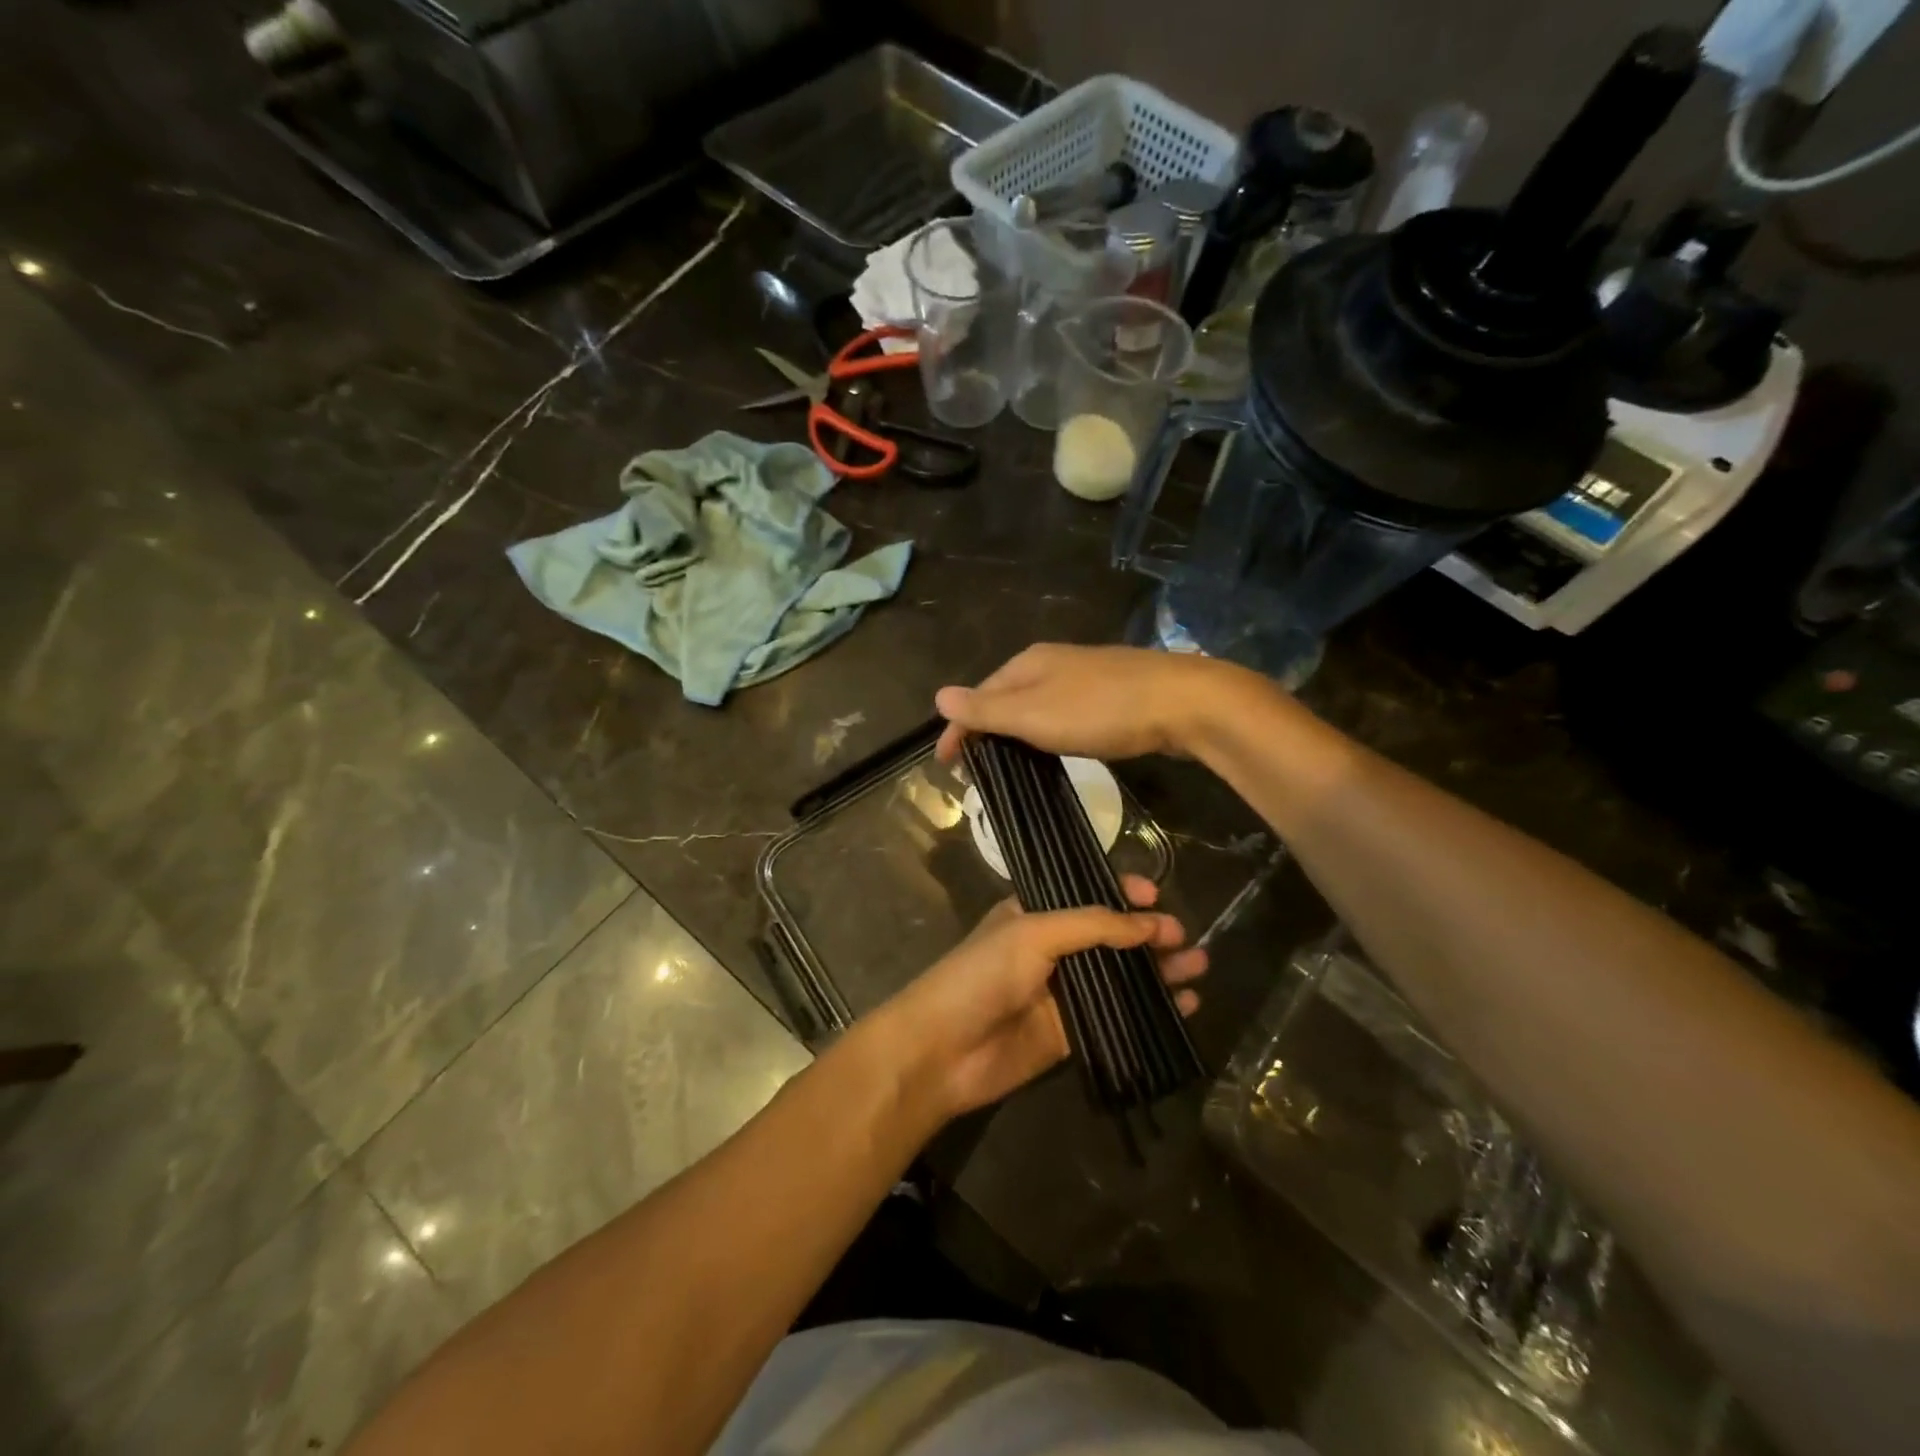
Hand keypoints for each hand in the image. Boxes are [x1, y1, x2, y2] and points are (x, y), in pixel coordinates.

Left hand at [869, 875, 1206, 1120]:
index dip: (1122, 893)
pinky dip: (1150, 1012)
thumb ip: (1093, 926)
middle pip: (1111, 937)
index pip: (1086, 894)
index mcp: (1035, 913)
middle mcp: (1051, 948)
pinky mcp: (1070, 1034)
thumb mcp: (1033, 933)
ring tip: (1199, 968)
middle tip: (1185, 939)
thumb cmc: (982, 975)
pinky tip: (1185, 1007)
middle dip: (1149, 935)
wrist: (941, 1051)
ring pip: (1120, 977)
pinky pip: (1118, 1018)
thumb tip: (1150, 924)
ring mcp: (1062, 993)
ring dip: (1158, 972)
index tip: (1156, 895)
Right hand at [934, 643, 1232, 765]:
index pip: (977, 697)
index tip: (946, 768)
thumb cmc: (1100, 710)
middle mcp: (1051, 662)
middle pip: (1004, 697)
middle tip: (975, 770)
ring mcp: (1083, 675)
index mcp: (1027, 663)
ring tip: (1007, 764)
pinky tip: (1053, 747)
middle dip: (984, 730)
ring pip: (1034, 704)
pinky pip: (1060, 712)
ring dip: (1014, 732)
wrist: (1181, 702)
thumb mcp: (1034, 713)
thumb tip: (938, 696)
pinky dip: (1044, 731)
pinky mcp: (1110, 693)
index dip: (957, 731)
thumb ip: (986, 709)